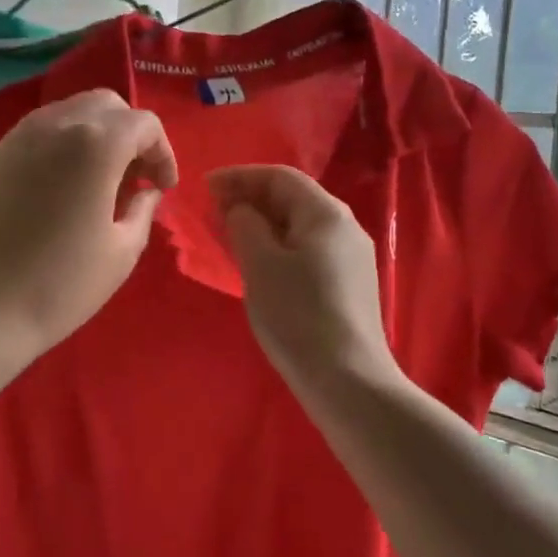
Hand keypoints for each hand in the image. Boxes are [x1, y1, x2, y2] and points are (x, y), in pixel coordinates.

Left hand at [0, 90, 176, 367]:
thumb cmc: (62, 285)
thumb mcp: (123, 251)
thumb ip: (143, 208)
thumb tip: (144, 190)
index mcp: (95, 144)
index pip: (144, 124)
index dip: (163, 153)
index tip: (162, 188)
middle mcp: (54, 126)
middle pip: (105, 104)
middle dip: (129, 133)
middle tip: (133, 176)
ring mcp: (15, 139)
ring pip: (67, 112)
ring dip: (93, 135)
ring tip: (97, 182)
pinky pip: (35, 135)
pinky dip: (59, 147)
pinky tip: (58, 191)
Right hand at [208, 165, 402, 407]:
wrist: (348, 379)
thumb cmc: (298, 315)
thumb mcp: (261, 265)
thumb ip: (245, 225)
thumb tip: (240, 209)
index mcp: (326, 213)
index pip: (279, 176)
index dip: (240, 177)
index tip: (205, 187)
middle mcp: (345, 226)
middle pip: (293, 198)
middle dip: (251, 199)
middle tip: (214, 212)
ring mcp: (351, 257)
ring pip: (300, 225)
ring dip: (264, 223)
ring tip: (230, 235)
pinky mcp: (350, 283)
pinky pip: (308, 249)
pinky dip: (279, 245)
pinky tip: (260, 263)